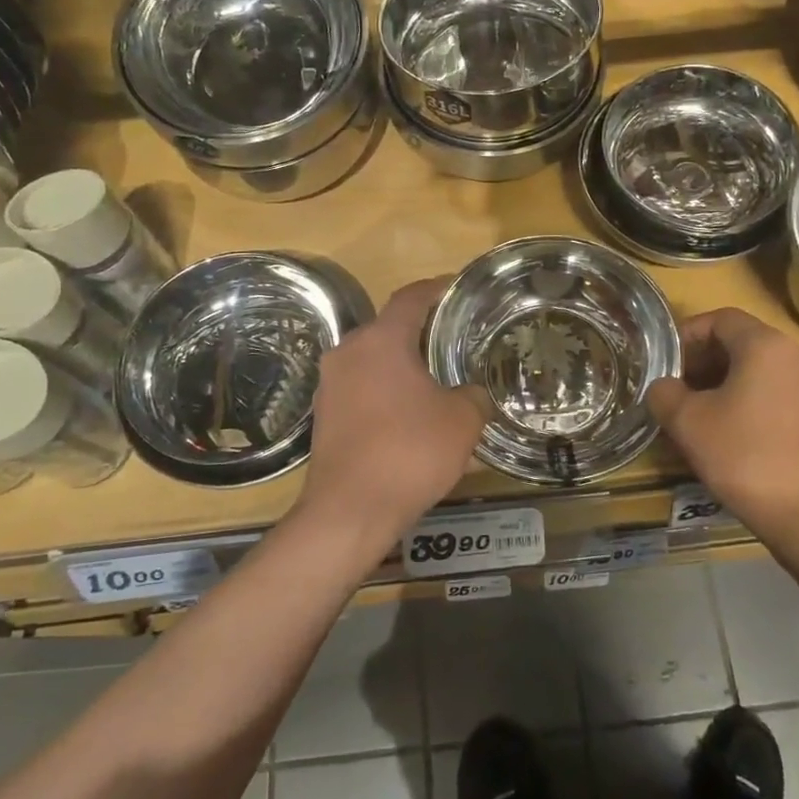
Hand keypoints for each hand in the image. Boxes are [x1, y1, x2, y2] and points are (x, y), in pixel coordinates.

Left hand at [295, 279, 490, 551]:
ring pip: (372, 359)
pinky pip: (361, 387)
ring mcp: (330, 384)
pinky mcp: (324, 414)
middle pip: (389, 327)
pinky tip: (408, 411)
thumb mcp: (462, 420)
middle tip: (454, 338)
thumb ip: (474, 395)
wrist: (350, 510)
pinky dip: (385, 389)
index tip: (457, 288)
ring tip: (435, 376)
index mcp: (381, 340)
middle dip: (420, 330)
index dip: (437, 288)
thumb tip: (474, 392)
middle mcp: (348, 352)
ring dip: (401, 363)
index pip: (411, 298)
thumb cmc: (410, 452)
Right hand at [648, 309, 798, 539]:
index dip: (687, 336)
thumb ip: (665, 393)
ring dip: (726, 382)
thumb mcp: (687, 422)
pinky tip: (732, 432)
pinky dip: (752, 398)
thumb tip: (664, 387)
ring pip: (761, 368)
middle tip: (677, 390)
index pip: (720, 319)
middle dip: (704, 360)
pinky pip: (780, 390)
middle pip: (742, 341)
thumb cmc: (746, 457)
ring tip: (700, 414)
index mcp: (766, 344)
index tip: (665, 364)